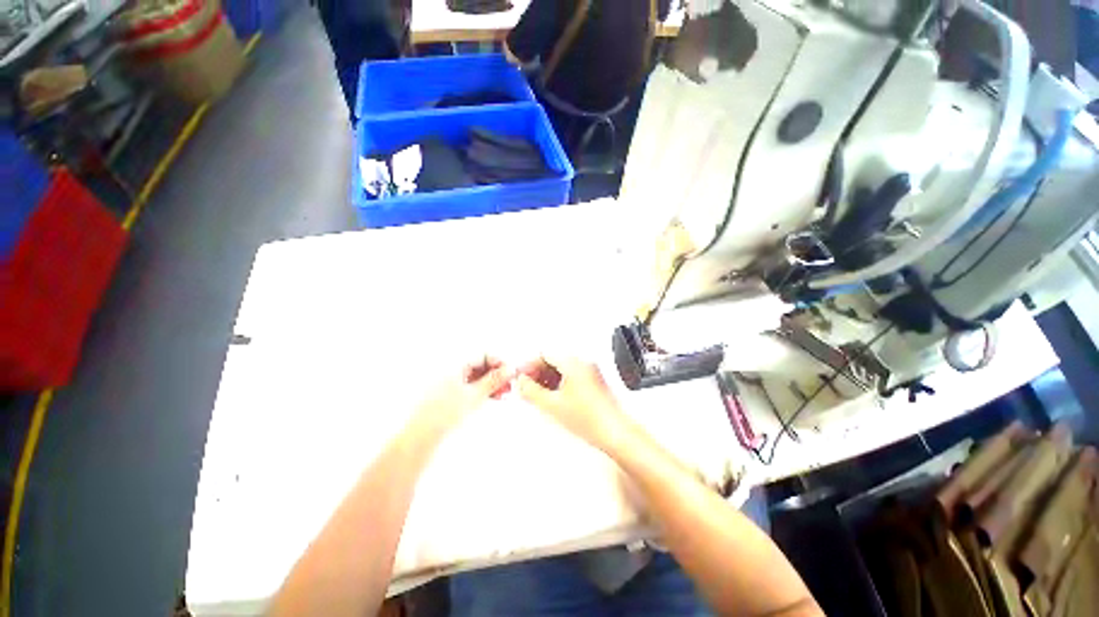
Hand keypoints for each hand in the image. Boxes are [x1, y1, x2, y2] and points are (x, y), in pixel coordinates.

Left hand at [414, 356, 513, 432]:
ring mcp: (449, 380)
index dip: (499, 362)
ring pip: (476, 375)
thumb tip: (509, 369)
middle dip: (496, 374)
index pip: (483, 354)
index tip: (510, 373)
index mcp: (454, 362)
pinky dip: (481, 389)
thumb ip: (494, 380)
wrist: (419, 437)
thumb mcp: (474, 395)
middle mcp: (451, 367)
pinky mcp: (448, 392)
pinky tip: (491, 397)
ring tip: (502, 394)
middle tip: (508, 386)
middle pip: (480, 364)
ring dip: (491, 383)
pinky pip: (470, 384)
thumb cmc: (443, 413)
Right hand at [516, 356, 627, 447]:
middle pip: (553, 359)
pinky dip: (558, 383)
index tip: (521, 376)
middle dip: (537, 372)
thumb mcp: (552, 405)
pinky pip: (570, 376)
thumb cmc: (592, 420)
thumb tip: (522, 383)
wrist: (615, 433)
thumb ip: (531, 391)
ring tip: (537, 394)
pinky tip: (552, 397)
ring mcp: (589, 372)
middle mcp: (583, 363)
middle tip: (526, 385)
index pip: (544, 354)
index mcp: (573, 363)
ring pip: (561, 368)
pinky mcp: (592, 382)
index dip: (529, 365)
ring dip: (546, 378)